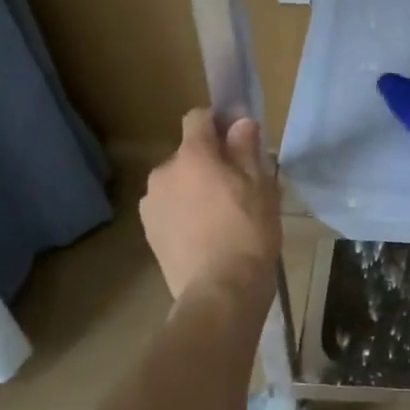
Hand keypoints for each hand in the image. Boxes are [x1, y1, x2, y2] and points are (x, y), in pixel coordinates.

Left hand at [141, 110, 280, 305]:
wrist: (219, 292)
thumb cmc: (248, 232)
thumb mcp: (260, 185)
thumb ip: (246, 148)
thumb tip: (240, 123)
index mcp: (192, 156)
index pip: (197, 118)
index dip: (218, 123)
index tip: (238, 140)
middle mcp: (163, 173)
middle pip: (188, 154)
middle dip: (209, 162)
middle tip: (238, 186)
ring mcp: (151, 204)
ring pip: (178, 183)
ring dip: (195, 188)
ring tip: (221, 216)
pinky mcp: (149, 232)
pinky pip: (170, 208)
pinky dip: (185, 212)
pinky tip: (205, 235)